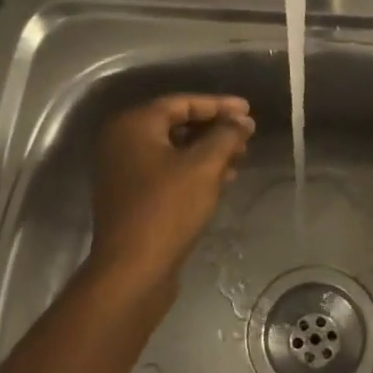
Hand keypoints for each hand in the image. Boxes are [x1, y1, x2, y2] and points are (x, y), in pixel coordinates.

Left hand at [87, 93, 254, 292]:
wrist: (132, 270)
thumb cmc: (167, 209)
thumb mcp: (204, 166)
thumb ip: (226, 136)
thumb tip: (242, 120)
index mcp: (134, 125)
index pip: (182, 103)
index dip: (219, 105)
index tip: (249, 111)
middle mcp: (123, 142)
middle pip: (177, 125)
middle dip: (215, 130)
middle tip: (247, 136)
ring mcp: (124, 171)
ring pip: (174, 150)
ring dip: (208, 152)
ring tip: (241, 158)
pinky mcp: (132, 197)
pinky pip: (168, 172)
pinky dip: (194, 171)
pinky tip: (223, 180)